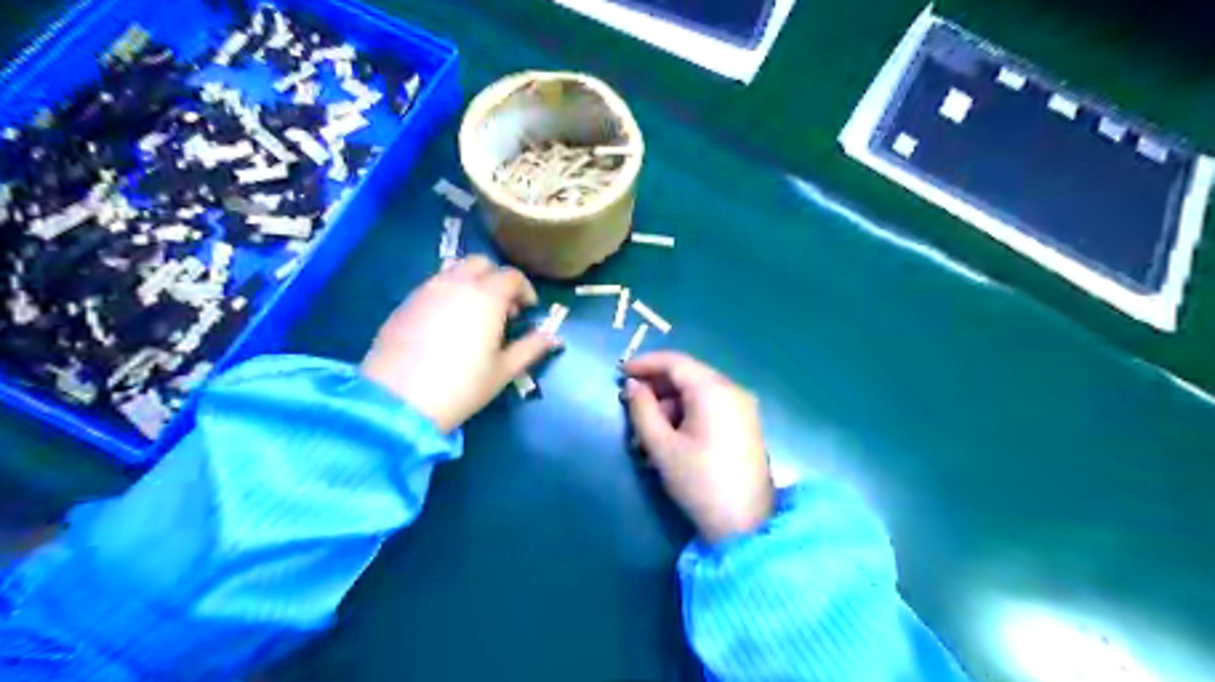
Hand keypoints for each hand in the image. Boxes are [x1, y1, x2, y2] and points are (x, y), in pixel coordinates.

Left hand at [364, 257, 562, 430]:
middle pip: (481, 264)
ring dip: (471, 284)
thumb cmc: (461, 386)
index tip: (529, 310)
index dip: (525, 290)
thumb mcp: (504, 370)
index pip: (512, 276)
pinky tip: (447, 324)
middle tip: (503, 308)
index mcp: (486, 296)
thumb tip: (552, 337)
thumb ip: (531, 348)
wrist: (398, 400)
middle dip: (497, 279)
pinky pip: (434, 286)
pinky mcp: (405, 303)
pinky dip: (448, 293)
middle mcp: (456, 283)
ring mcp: (427, 290)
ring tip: (475, 315)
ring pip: (455, 271)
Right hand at [620, 352, 771, 542]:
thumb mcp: (662, 446)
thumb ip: (642, 410)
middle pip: (688, 376)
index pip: (675, 362)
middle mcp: (732, 390)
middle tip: (630, 407)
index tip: (620, 372)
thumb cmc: (699, 482)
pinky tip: (669, 440)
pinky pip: (710, 408)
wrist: (745, 525)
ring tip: (646, 436)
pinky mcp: (745, 425)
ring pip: (698, 393)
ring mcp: (743, 407)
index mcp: (714, 390)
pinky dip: (687, 415)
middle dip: (657, 389)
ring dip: (669, 407)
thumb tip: (633, 386)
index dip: (645, 363)